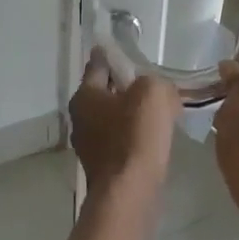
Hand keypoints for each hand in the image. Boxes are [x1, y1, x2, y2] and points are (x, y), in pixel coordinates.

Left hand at [68, 48, 176, 197]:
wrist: (130, 191)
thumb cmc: (136, 134)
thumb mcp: (153, 92)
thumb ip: (154, 81)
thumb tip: (157, 89)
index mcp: (85, 96)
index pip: (98, 64)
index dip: (113, 54)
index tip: (124, 47)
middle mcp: (80, 118)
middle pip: (105, 91)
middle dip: (125, 85)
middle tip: (151, 80)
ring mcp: (90, 145)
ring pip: (114, 117)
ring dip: (131, 112)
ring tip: (158, 108)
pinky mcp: (104, 166)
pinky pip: (121, 139)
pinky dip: (135, 134)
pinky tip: (154, 135)